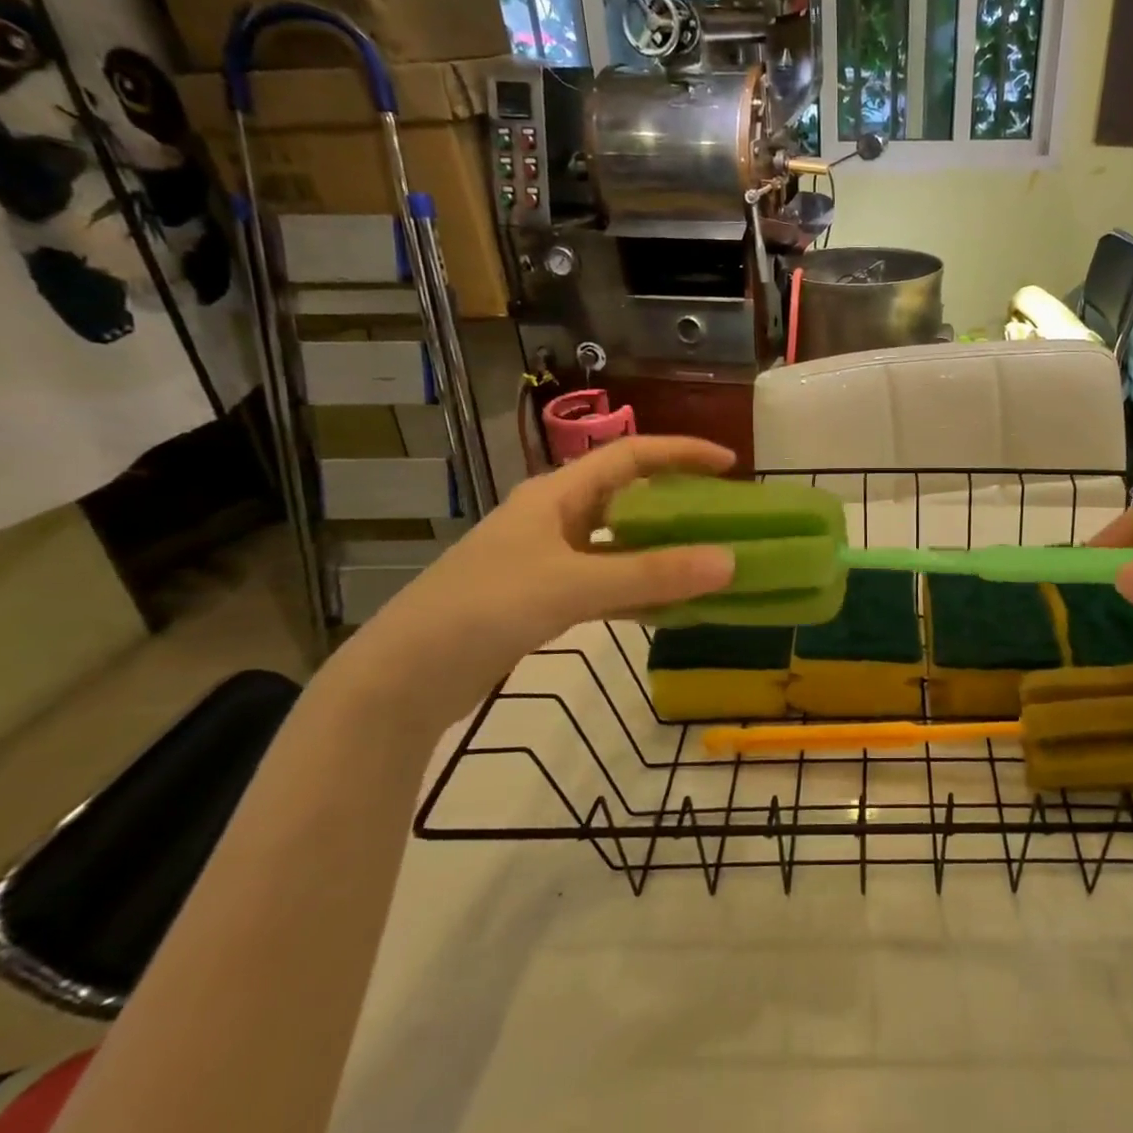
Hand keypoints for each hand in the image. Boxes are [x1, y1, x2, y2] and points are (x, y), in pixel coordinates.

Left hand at [345, 438, 736, 717]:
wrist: (402, 680)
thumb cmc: (483, 610)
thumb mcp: (572, 586)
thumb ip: (651, 574)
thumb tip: (730, 562)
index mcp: (556, 494)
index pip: (630, 455)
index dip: (681, 452)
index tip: (730, 464)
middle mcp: (554, 518)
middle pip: (629, 497)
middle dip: (678, 502)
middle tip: (725, 517)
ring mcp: (548, 560)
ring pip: (620, 544)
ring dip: (662, 552)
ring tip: (710, 562)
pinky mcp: (543, 599)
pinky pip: (607, 583)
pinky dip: (640, 590)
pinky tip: (671, 608)